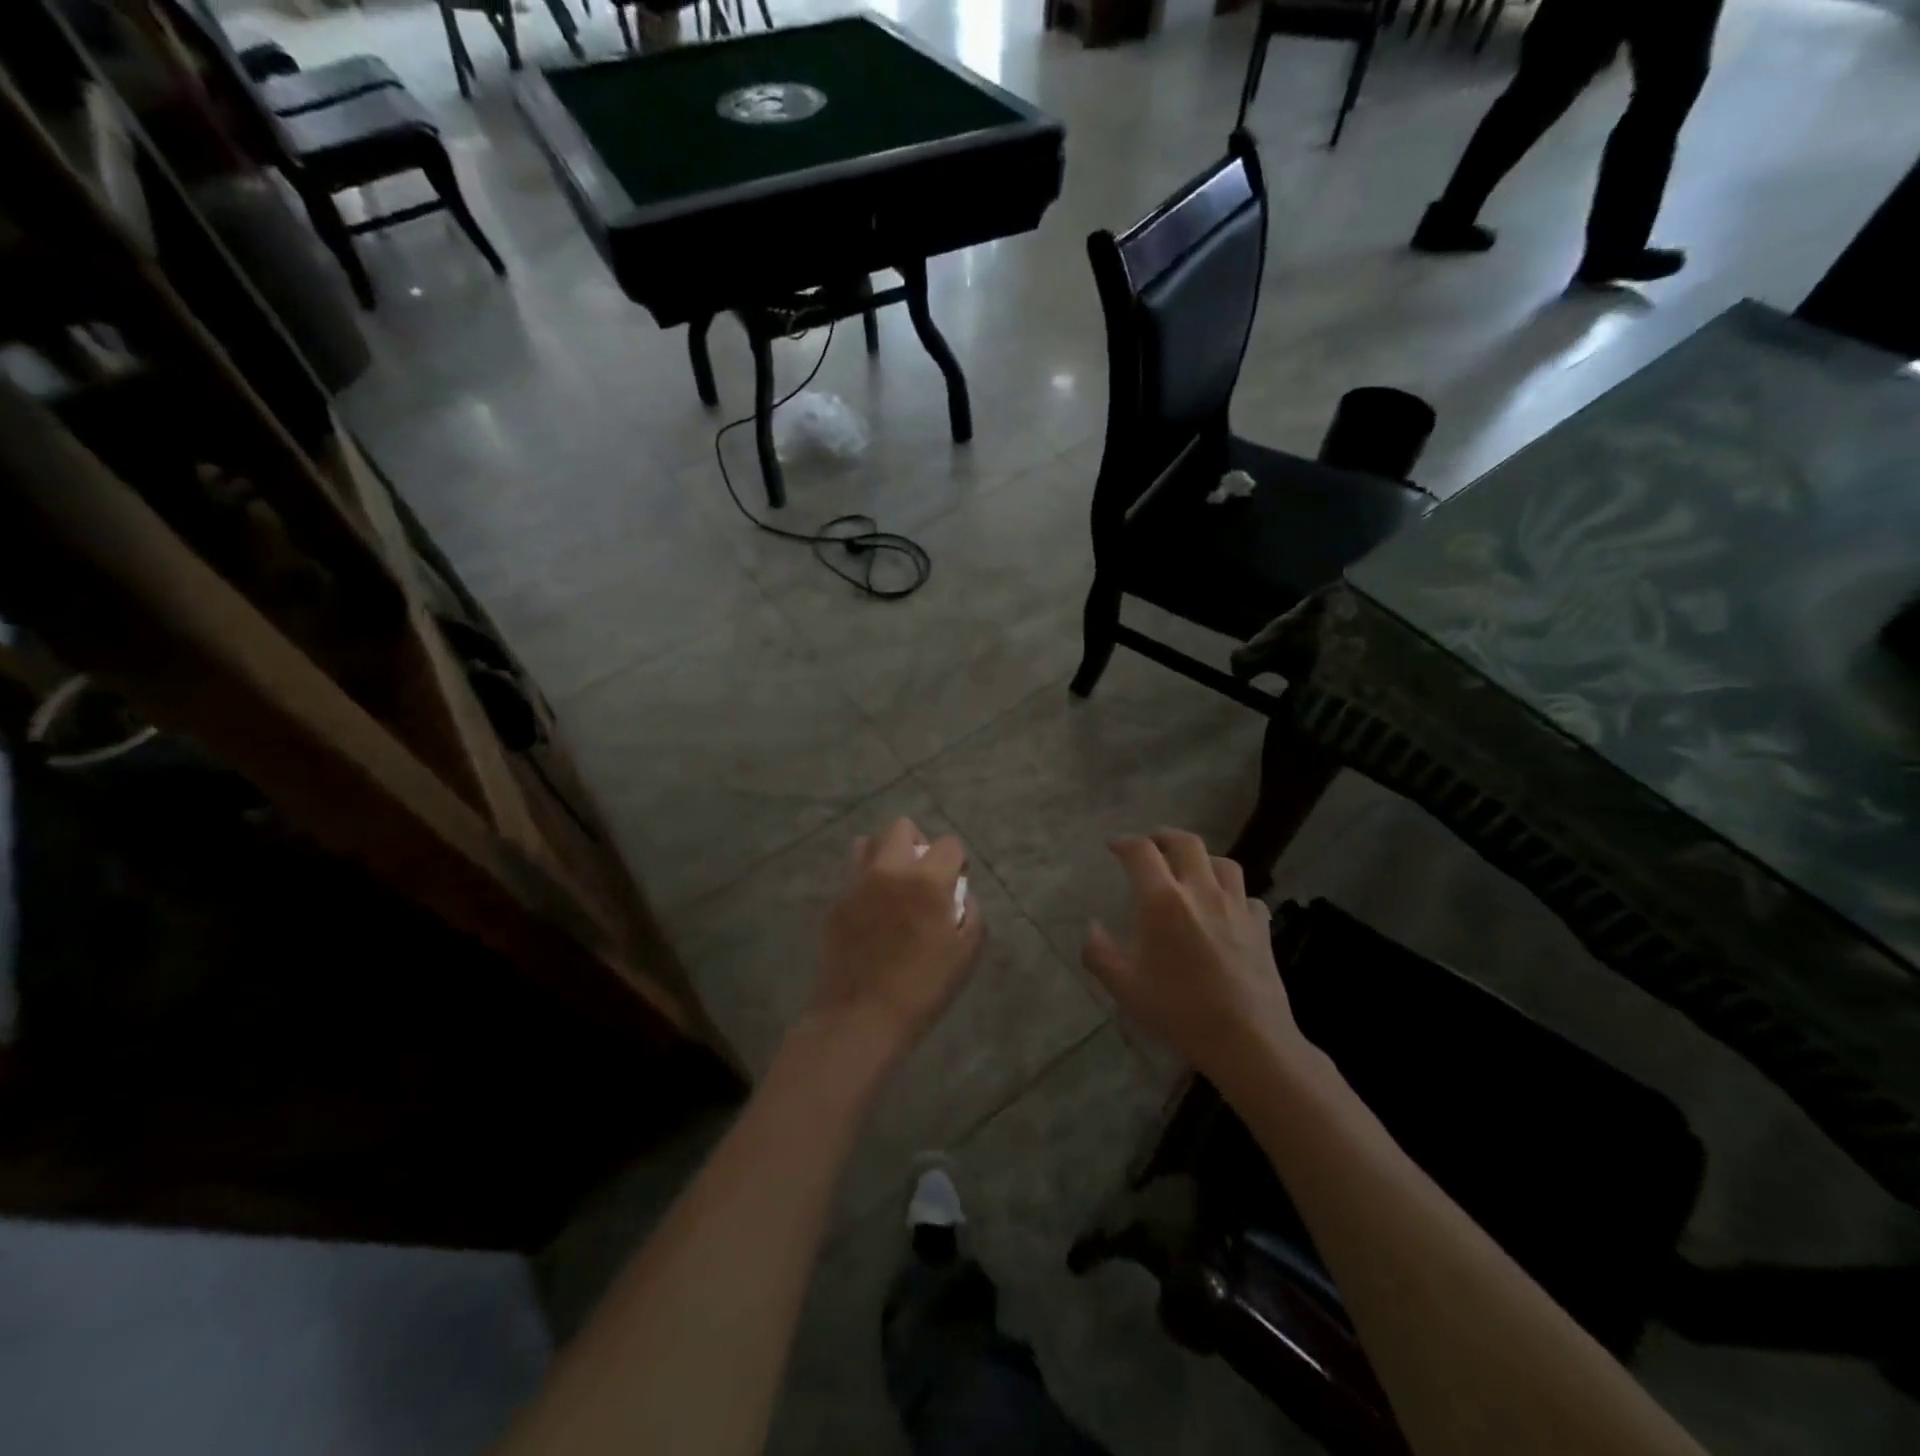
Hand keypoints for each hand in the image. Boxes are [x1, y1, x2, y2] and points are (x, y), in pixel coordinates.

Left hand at [809, 817, 982, 1063]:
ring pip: (867, 842)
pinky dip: (865, 881)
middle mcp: (889, 870)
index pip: (948, 844)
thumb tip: (959, 894)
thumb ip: (971, 913)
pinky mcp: (835, 902)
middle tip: (923, 876)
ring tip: (892, 884)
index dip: (957, 861)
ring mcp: (856, 883)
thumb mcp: (966, 953)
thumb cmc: (923, 988)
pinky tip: (872, 911)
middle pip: (902, 827)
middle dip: (918, 843)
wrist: (860, 1017)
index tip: (955, 883)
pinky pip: (851, 874)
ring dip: (884, 854)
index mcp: (926, 880)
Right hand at [1081, 829, 1304, 1086]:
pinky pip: (1247, 897)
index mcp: (1163, 900)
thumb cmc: (1179, 1010)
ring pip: (1222, 863)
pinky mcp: (1261, 927)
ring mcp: (1236, 907)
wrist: (1247, 1039)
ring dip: (1202, 859)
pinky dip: (1233, 895)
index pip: (1141, 852)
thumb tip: (1091, 929)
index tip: (1114, 846)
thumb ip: (1099, 953)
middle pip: (1186, 843)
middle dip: (1163, 837)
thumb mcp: (1124, 986)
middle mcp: (1201, 891)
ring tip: (1191, 871)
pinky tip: (1226, 910)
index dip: (1124, 843)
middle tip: (1151, 845)